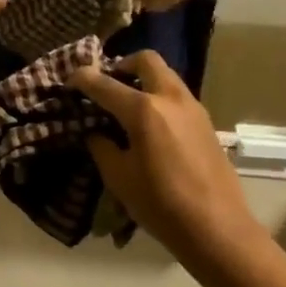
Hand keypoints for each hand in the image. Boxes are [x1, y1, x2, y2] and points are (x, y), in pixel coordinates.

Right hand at [67, 50, 260, 264]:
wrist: (215, 226)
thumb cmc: (160, 204)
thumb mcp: (119, 177)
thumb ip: (102, 147)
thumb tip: (95, 131)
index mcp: (143, 110)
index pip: (105, 84)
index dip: (83, 79)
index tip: (70, 79)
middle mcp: (170, 98)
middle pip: (146, 60)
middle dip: (122, 65)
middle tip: (107, 84)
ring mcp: (193, 107)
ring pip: (166, 75)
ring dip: (143, 80)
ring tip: (126, 105)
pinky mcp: (206, 122)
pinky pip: (177, 96)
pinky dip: (159, 97)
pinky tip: (150, 125)